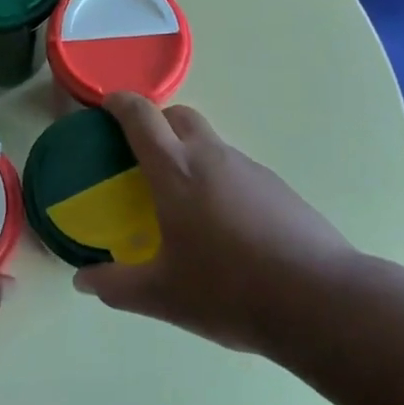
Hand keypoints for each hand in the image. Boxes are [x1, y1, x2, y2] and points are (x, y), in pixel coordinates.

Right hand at [73, 94, 353, 353]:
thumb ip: (117, 285)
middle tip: (143, 155)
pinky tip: (225, 225)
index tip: (106, 106)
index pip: (141, 115)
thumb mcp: (163, 295)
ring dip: (190, 153)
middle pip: (179, 115)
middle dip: (157, 122)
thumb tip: (82, 281)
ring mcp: (249, 168)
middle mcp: (210, 156)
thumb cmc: (229, 290)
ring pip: (210, 142)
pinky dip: (220, 179)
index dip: (119, 103)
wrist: (321, 301)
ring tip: (184, 199)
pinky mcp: (278, 187)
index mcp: (175, 170)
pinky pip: (236, 169)